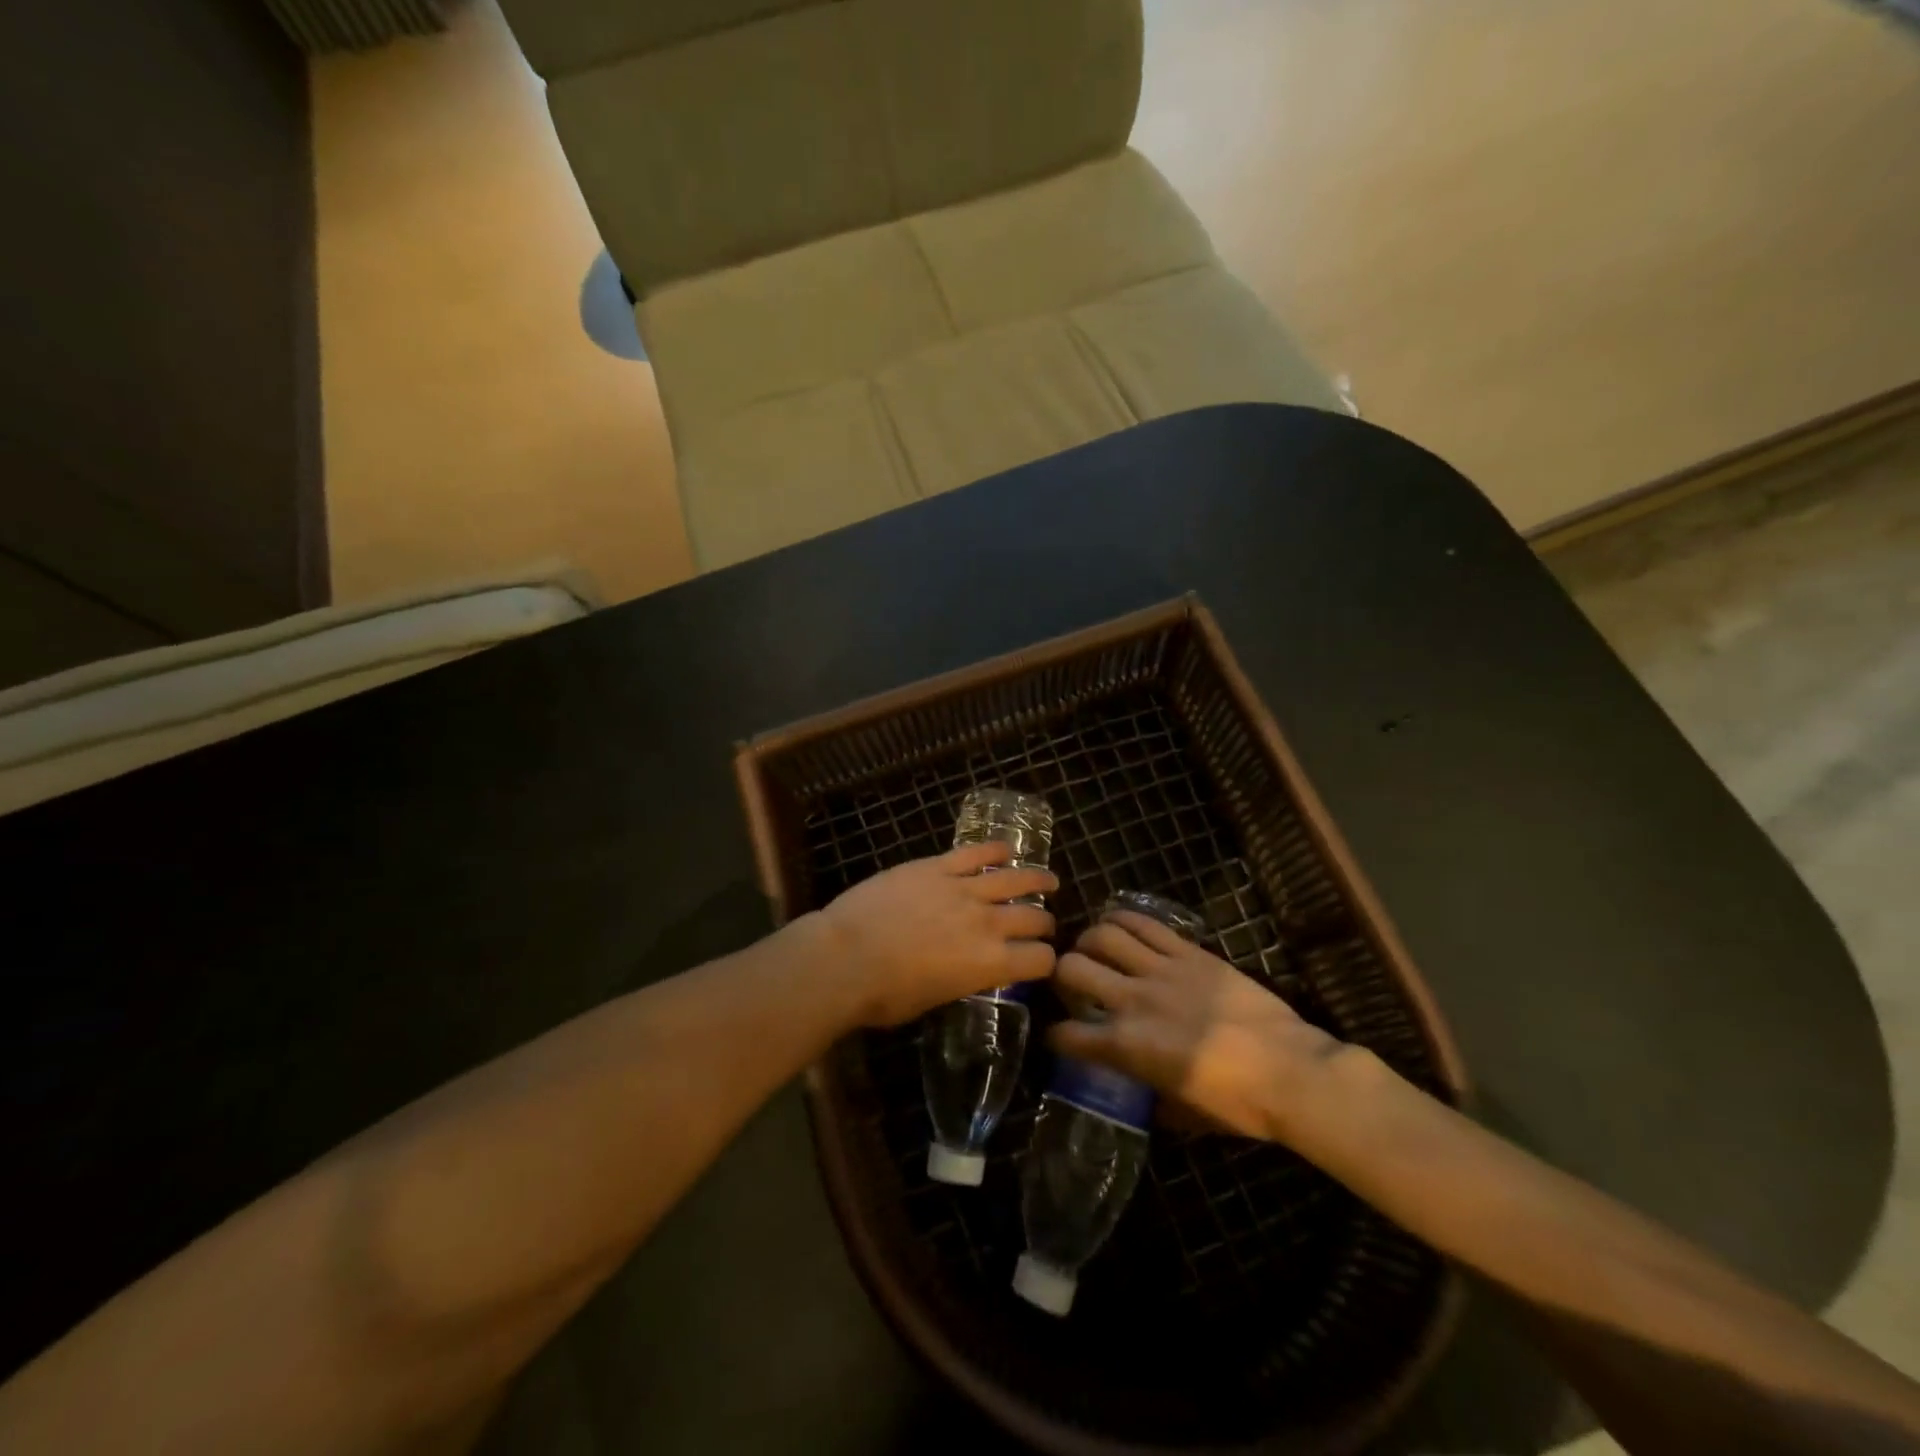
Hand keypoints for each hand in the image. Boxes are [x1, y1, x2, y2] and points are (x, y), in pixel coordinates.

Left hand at [807, 842, 1056, 1027]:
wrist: (845, 957)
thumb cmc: (883, 995)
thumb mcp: (933, 999)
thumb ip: (961, 980)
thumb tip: (966, 970)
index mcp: (989, 965)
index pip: (1040, 960)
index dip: (1046, 961)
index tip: (1043, 960)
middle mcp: (987, 923)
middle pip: (1032, 918)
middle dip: (1044, 923)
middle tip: (1044, 924)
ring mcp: (962, 889)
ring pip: (1013, 879)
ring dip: (1036, 879)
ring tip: (1049, 879)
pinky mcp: (936, 866)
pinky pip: (974, 853)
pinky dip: (994, 849)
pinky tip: (1005, 849)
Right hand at [1051, 911, 1348, 1140]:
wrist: (1291, 1071)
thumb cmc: (1239, 1104)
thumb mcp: (1182, 1112)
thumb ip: (1149, 1095)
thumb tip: (1138, 1088)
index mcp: (1127, 1047)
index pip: (1067, 1036)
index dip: (1055, 1037)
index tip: (1059, 1037)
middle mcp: (1133, 1001)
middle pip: (1072, 969)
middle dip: (1060, 974)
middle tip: (1072, 982)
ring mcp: (1160, 970)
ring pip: (1102, 936)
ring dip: (1088, 941)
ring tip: (1092, 949)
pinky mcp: (1188, 952)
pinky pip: (1143, 923)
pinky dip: (1121, 919)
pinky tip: (1116, 924)